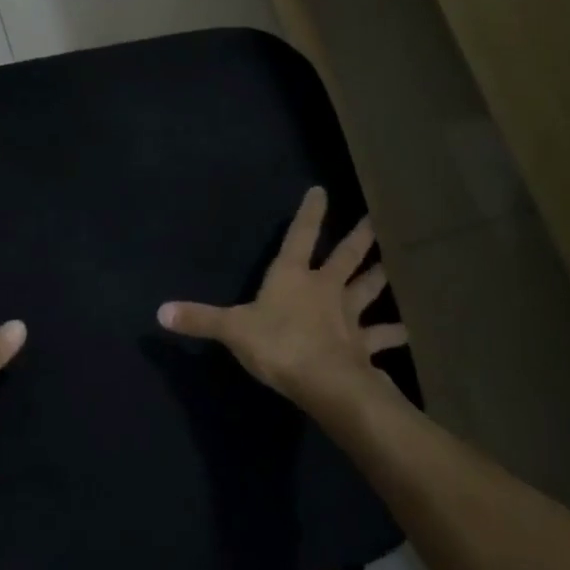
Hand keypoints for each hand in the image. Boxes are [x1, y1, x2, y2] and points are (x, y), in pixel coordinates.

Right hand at [157, 187, 403, 410]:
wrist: (322, 380)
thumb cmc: (277, 344)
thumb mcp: (232, 329)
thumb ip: (199, 319)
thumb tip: (159, 312)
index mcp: (292, 276)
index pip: (299, 236)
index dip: (309, 213)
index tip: (321, 190)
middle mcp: (325, 288)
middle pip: (346, 256)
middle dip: (359, 237)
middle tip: (376, 219)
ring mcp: (348, 316)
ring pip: (368, 289)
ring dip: (380, 278)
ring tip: (396, 266)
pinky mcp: (362, 345)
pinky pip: (382, 337)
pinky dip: (395, 333)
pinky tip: (410, 332)